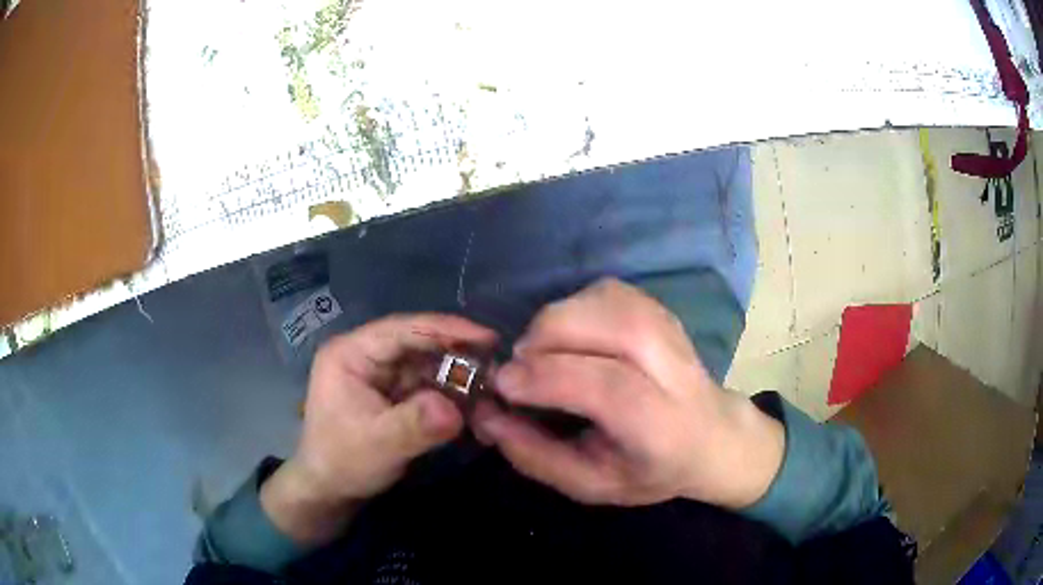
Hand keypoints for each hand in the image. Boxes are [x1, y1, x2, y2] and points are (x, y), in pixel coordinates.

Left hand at [262, 314, 496, 544]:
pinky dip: (451, 394)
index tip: (487, 337)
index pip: (401, 329)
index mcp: (351, 353)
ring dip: (458, 375)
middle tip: (498, 365)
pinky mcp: (394, 394)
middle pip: (418, 344)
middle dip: (457, 354)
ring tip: (493, 386)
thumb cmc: (343, 462)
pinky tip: (475, 403)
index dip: (445, 329)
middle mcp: (367, 356)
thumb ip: (414, 426)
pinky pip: (428, 385)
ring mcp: (382, 375)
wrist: (331, 490)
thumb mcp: (377, 445)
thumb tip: (454, 410)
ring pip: (427, 364)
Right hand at [473, 279, 783, 508]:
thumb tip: (486, 415)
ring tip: (540, 352)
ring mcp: (673, 331)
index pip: (612, 389)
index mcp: (663, 427)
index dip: (550, 377)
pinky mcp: (661, 309)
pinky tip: (569, 336)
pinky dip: (574, 306)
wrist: (711, 437)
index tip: (502, 383)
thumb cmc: (649, 469)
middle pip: (618, 328)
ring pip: (611, 300)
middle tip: (518, 363)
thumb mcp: (591, 485)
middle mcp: (676, 371)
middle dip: (550, 336)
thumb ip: (536, 456)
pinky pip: (607, 291)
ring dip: (558, 319)